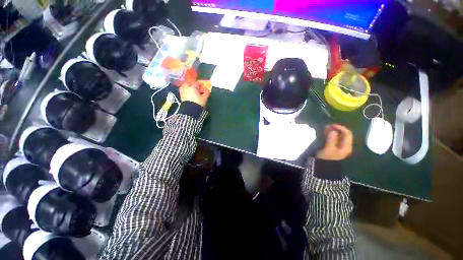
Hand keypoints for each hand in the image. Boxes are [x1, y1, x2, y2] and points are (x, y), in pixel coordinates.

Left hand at [179, 81, 210, 107]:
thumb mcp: (204, 98)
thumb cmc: (198, 103)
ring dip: (187, 86)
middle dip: (191, 83)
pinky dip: (185, 91)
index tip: (202, 85)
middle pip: (188, 83)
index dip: (200, 84)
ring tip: (190, 89)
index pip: (196, 83)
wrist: (190, 110)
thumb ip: (206, 93)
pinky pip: (183, 92)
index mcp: (193, 87)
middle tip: (194, 85)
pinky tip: (188, 94)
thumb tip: (208, 90)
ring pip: (184, 87)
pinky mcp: (181, 97)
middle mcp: (187, 88)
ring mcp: (183, 92)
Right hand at [316, 124, 352, 160]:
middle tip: (326, 126)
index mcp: (346, 146)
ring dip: (332, 131)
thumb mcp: (328, 149)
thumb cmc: (326, 158)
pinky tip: (325, 133)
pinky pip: (334, 139)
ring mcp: (339, 147)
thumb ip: (331, 140)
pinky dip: (330, 135)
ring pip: (338, 136)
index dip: (340, 128)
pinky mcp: (334, 147)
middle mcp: (345, 146)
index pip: (347, 134)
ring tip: (325, 129)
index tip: (331, 125)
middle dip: (336, 129)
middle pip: (343, 134)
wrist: (322, 167)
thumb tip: (333, 131)